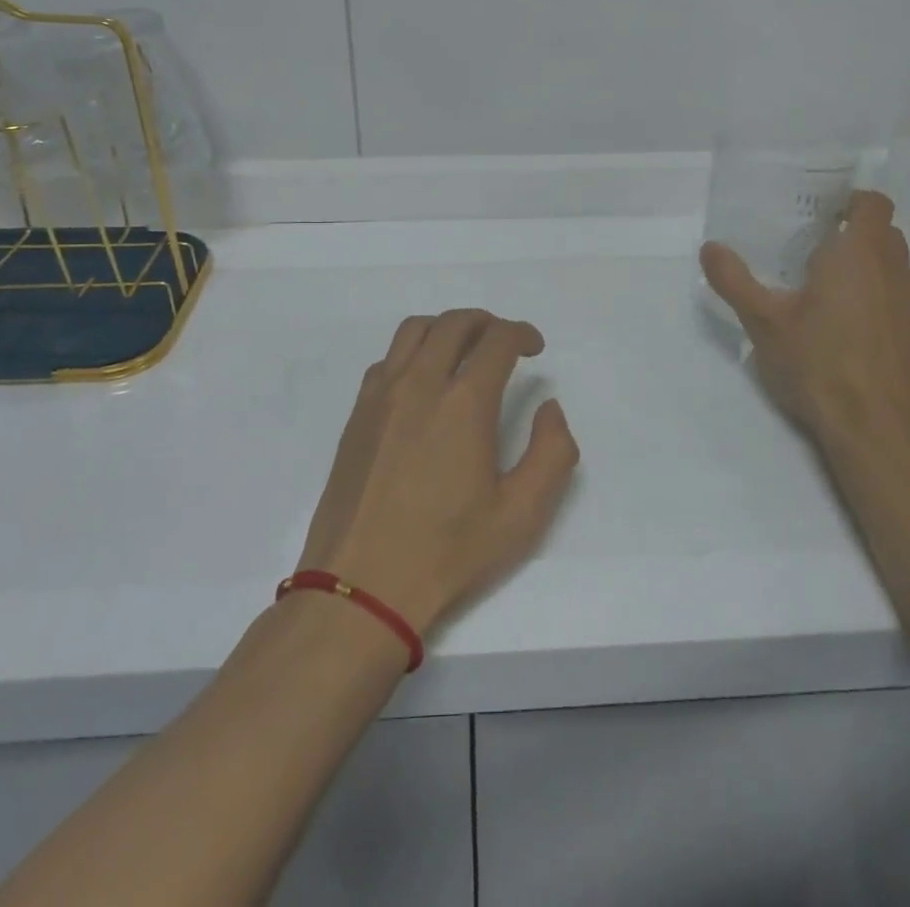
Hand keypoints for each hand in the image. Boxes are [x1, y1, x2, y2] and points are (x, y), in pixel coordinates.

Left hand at [296, 310, 579, 634]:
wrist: (361, 586)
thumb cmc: (447, 552)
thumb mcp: (521, 515)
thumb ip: (552, 453)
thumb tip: (549, 409)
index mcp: (464, 403)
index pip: (497, 340)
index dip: (522, 334)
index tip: (534, 348)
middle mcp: (420, 384)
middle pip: (455, 323)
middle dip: (487, 322)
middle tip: (504, 343)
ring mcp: (382, 395)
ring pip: (415, 330)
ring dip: (447, 328)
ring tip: (463, 352)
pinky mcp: (357, 413)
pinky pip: (388, 358)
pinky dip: (413, 352)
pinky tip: (423, 383)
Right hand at [700, 190, 909, 463]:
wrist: (874, 428)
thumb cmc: (818, 362)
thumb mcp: (763, 321)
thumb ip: (734, 280)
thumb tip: (710, 247)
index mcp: (859, 254)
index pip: (873, 204)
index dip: (852, 201)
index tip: (821, 212)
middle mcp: (893, 270)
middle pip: (884, 232)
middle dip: (854, 231)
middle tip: (812, 245)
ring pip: (893, 265)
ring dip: (867, 263)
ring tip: (825, 283)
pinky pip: (897, 294)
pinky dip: (876, 293)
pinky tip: (845, 322)